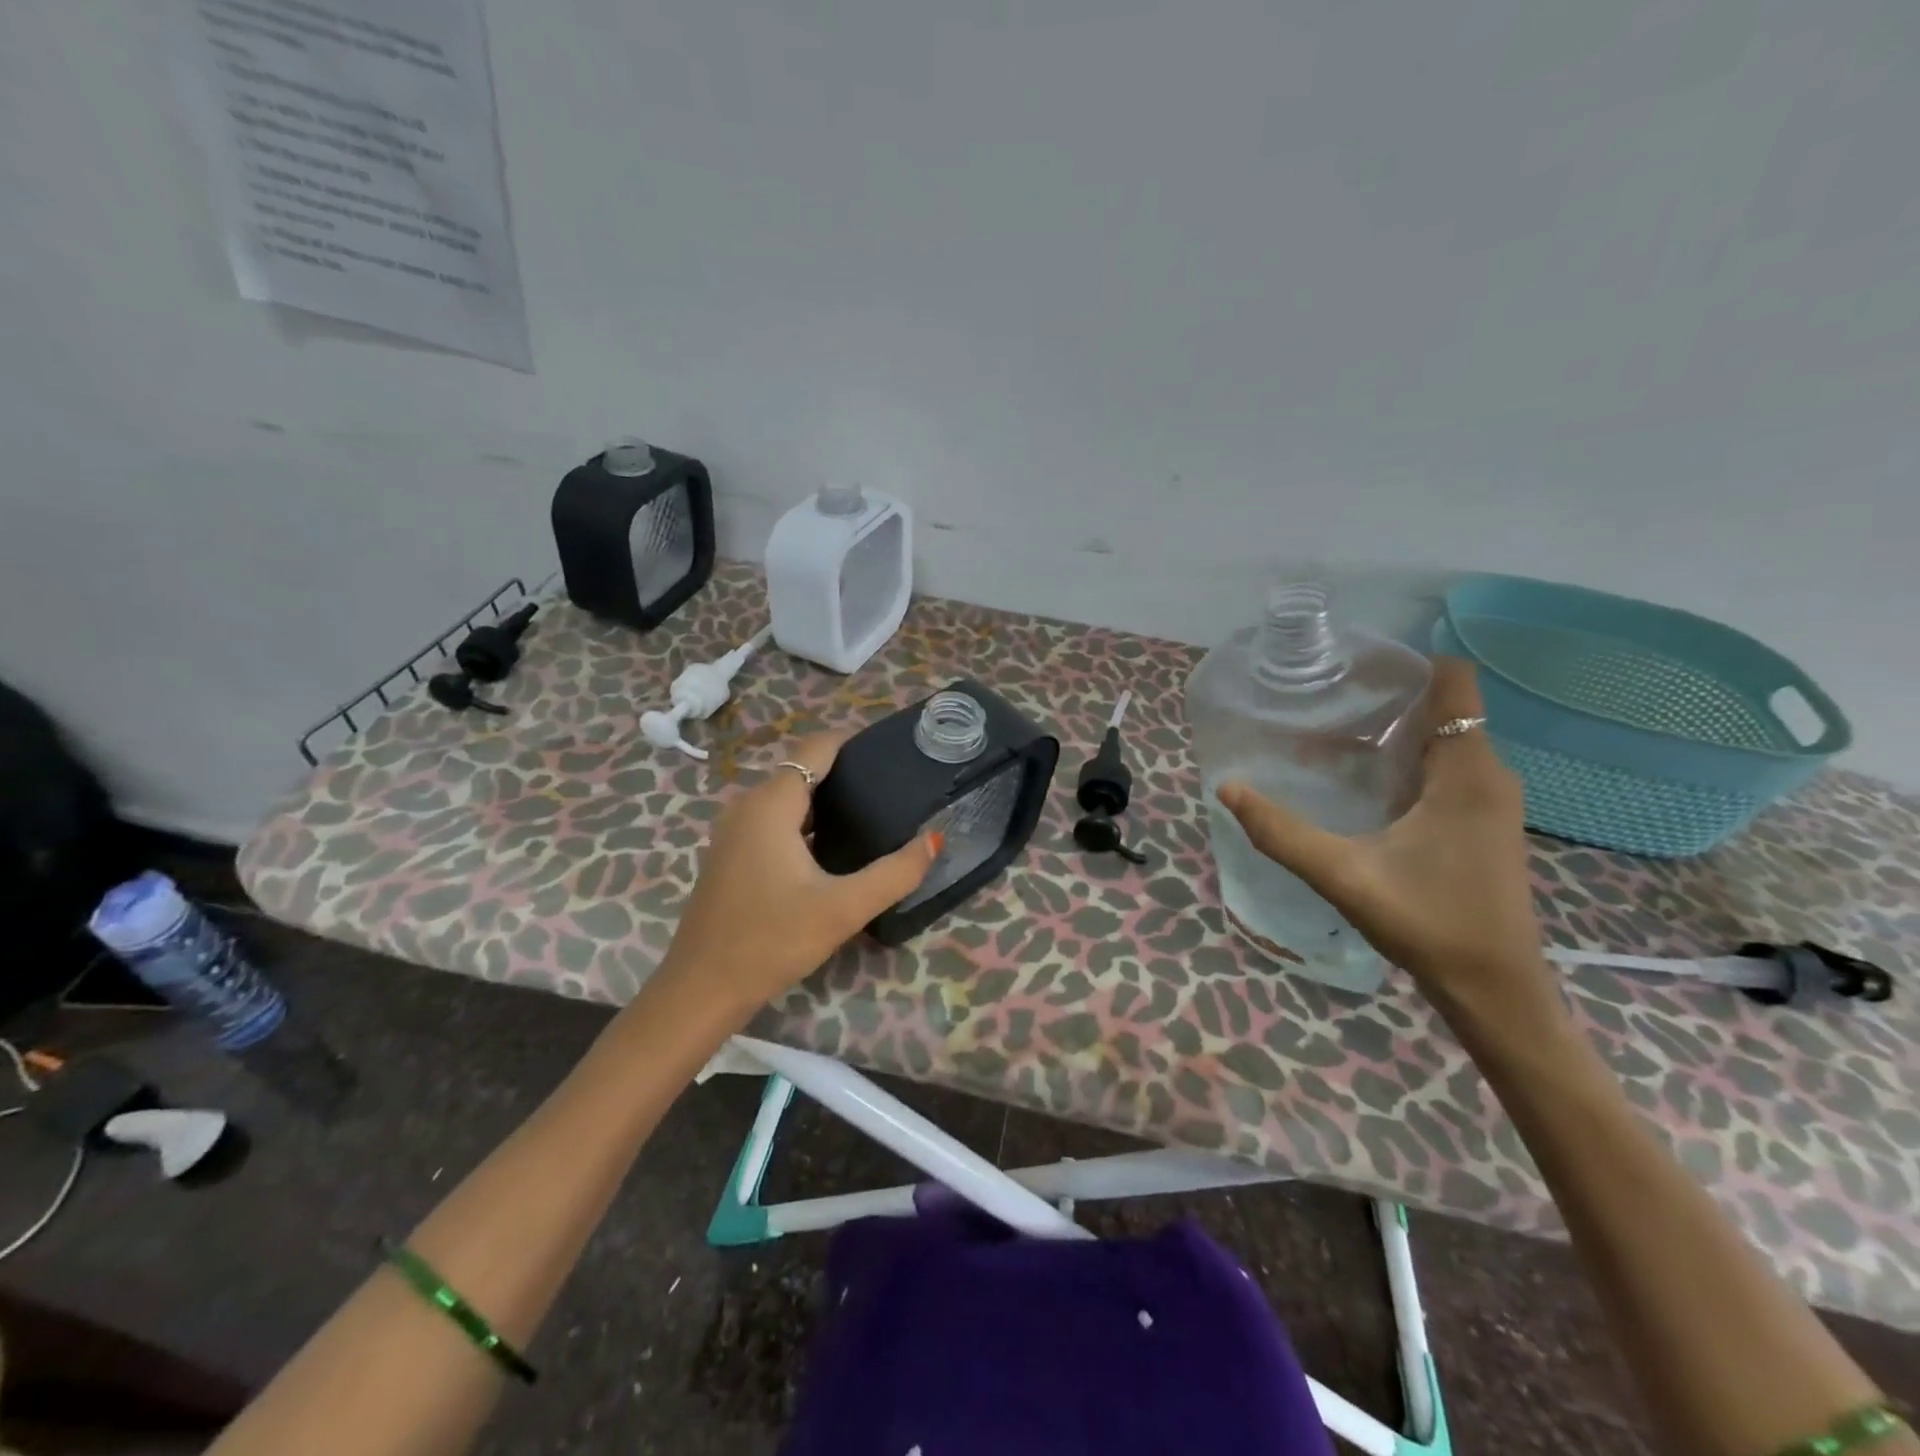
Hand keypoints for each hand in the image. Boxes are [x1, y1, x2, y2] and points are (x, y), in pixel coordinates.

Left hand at [654, 732, 940, 1019]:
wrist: (701, 990)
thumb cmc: (771, 941)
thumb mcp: (842, 909)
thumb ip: (895, 873)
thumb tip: (935, 839)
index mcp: (771, 804)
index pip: (816, 748)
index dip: (854, 742)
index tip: (894, 751)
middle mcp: (747, 806)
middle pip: (802, 769)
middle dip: (846, 772)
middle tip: (893, 787)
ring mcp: (733, 831)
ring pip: (788, 797)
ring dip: (825, 799)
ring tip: (871, 812)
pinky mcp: (731, 854)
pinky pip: (774, 820)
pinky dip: (805, 820)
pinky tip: (833, 846)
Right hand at [1217, 659, 1554, 1024]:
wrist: (1496, 991)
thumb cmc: (1429, 924)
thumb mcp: (1343, 875)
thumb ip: (1281, 833)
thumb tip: (1227, 788)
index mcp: (1467, 773)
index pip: (1453, 683)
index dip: (1406, 665)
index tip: (1350, 669)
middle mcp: (1488, 776)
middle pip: (1442, 709)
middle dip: (1385, 698)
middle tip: (1322, 701)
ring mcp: (1490, 803)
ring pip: (1443, 742)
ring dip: (1392, 733)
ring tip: (1330, 735)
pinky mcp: (1482, 825)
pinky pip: (1446, 770)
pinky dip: (1405, 762)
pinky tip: (1361, 783)